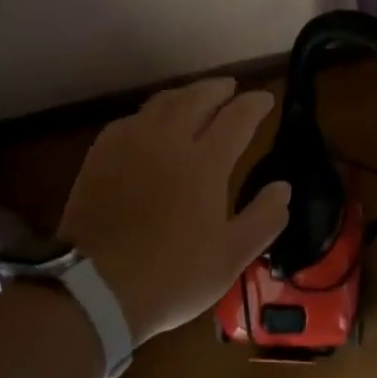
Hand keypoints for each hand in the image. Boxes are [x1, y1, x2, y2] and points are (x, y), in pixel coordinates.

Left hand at [58, 78, 288, 343]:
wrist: (93, 289)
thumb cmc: (171, 276)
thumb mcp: (231, 257)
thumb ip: (264, 218)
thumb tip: (283, 187)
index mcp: (205, 162)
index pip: (237, 117)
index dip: (255, 104)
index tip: (266, 99)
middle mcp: (169, 141)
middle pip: (198, 98)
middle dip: (219, 88)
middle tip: (232, 88)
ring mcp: (131, 144)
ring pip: (162, 102)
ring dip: (186, 94)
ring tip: (196, 97)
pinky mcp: (100, 155)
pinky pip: (132, 119)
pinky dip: (151, 113)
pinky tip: (151, 124)